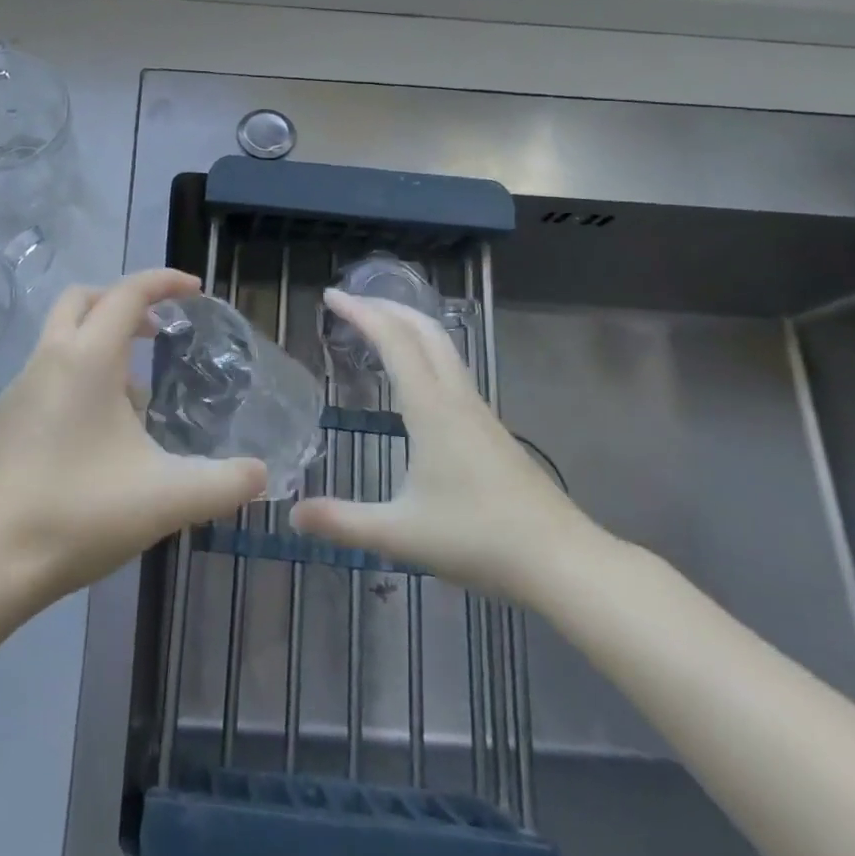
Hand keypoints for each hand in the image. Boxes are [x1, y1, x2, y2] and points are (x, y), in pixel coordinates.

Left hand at [0, 268, 267, 601]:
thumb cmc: (77, 514)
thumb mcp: (165, 500)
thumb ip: (223, 485)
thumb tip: (261, 475)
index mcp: (86, 359)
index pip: (127, 294)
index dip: (164, 282)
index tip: (195, 291)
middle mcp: (48, 359)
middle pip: (83, 300)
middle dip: (122, 302)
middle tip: (157, 331)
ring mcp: (17, 390)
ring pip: (61, 339)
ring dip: (100, 345)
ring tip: (137, 397)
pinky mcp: (2, 421)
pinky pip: (47, 374)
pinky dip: (78, 377)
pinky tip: (99, 436)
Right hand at [291, 291, 607, 606]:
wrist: (561, 558)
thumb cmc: (478, 538)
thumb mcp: (400, 534)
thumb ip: (343, 522)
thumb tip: (293, 515)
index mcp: (431, 408)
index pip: (393, 340)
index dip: (360, 313)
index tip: (330, 296)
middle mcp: (456, 397)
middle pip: (423, 329)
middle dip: (386, 306)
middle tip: (350, 302)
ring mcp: (478, 411)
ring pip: (443, 346)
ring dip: (408, 325)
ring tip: (378, 328)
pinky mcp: (490, 428)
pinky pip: (452, 368)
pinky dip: (424, 351)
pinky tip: (414, 379)